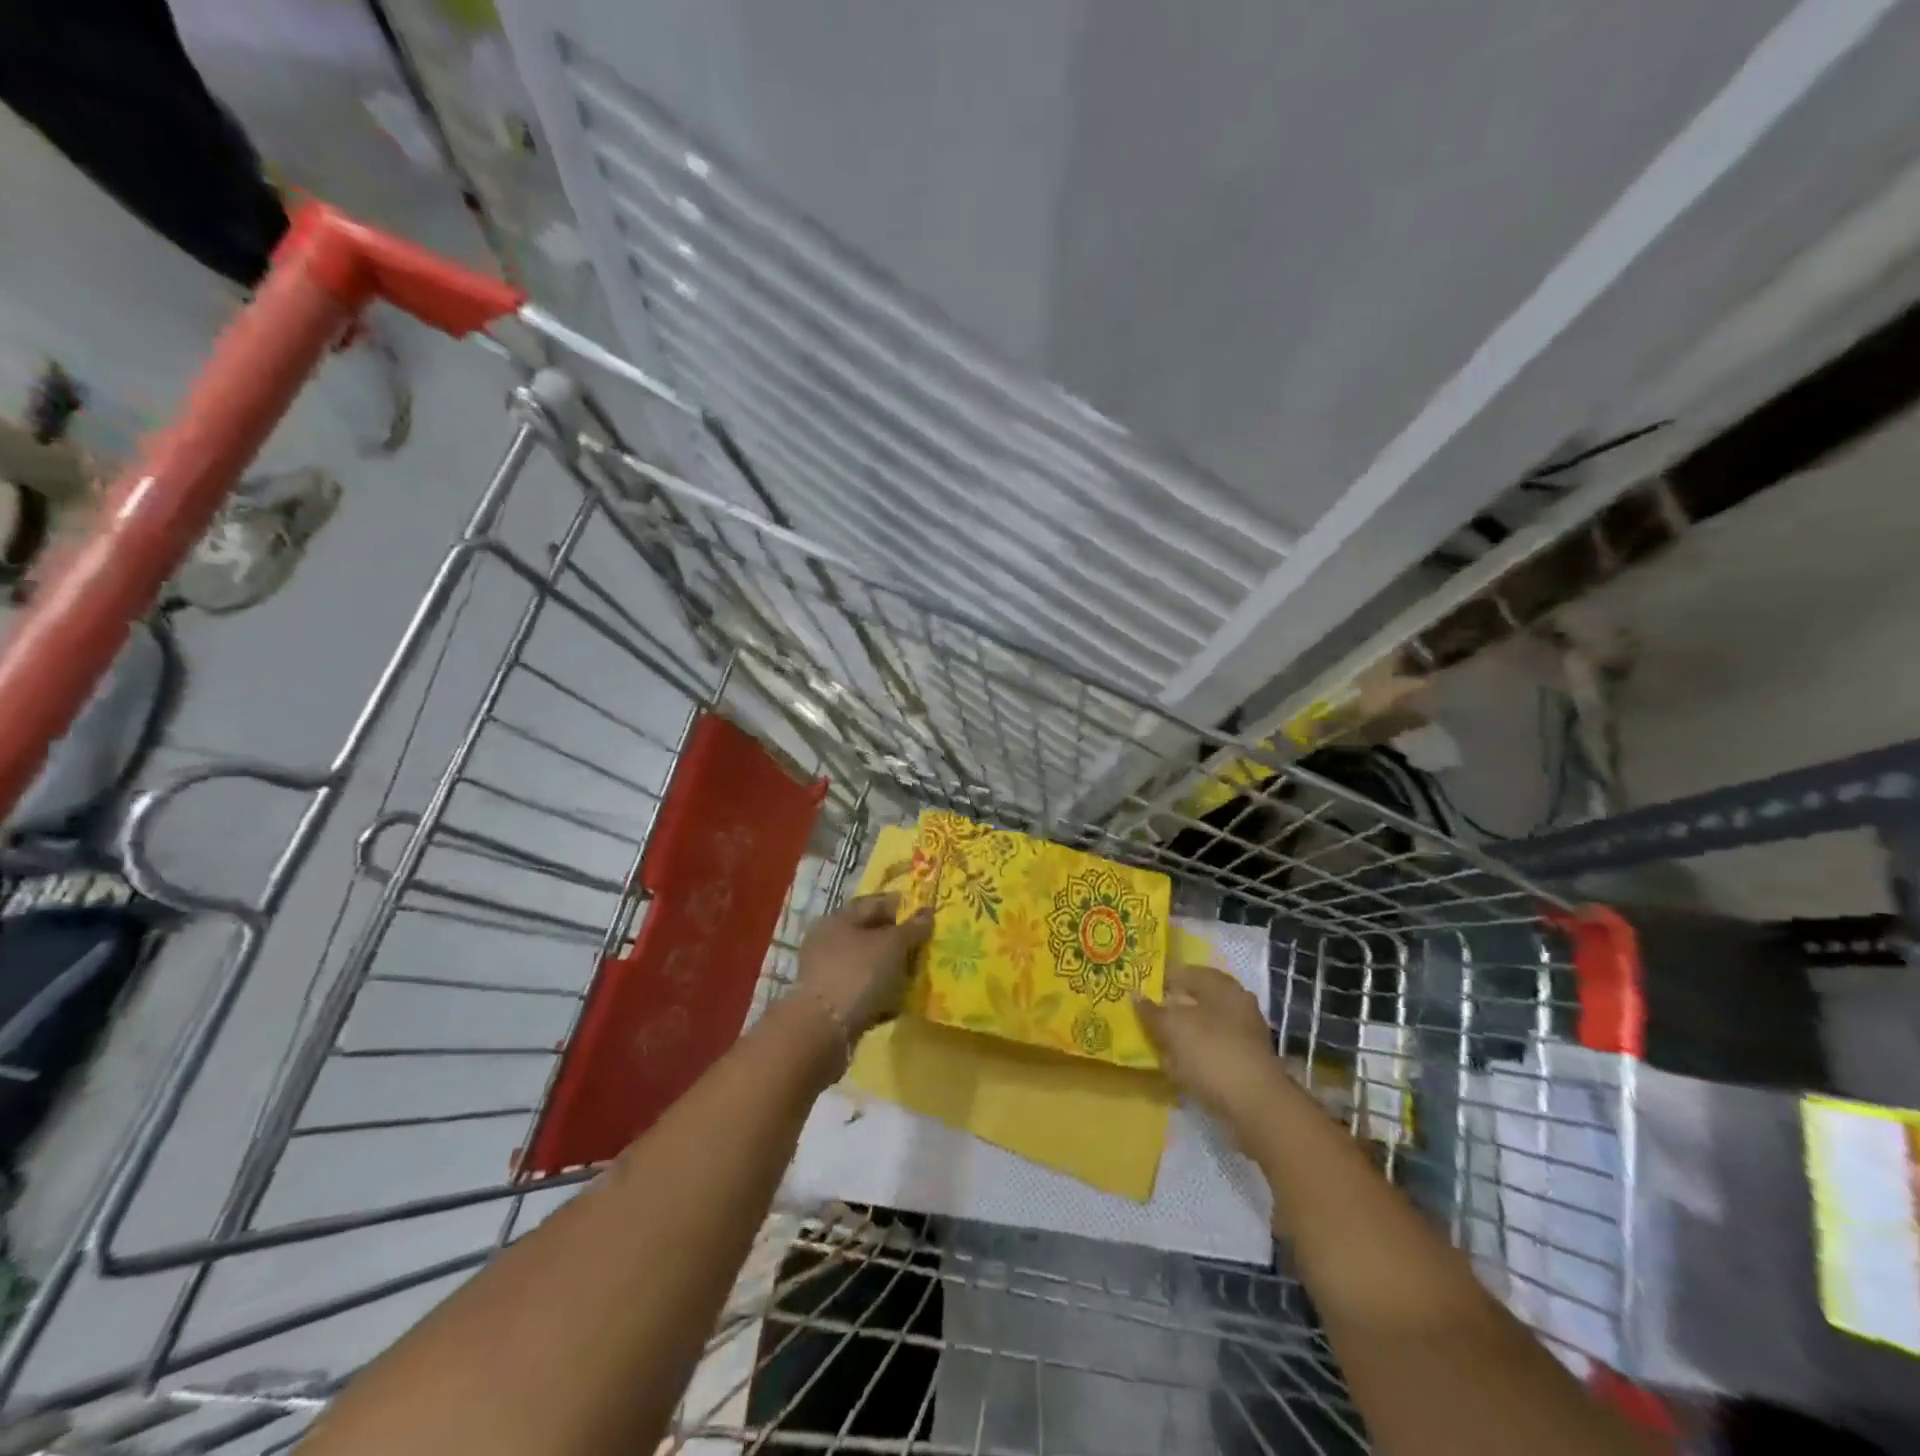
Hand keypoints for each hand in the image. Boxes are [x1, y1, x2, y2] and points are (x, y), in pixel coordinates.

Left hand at [795, 893, 934, 1037]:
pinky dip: (879, 994)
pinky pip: (861, 991)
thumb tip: (927, 913)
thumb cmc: (858, 974)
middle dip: (897, 940)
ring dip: (889, 969)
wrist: (822, 1030)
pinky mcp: (830, 1003)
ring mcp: (826, 973)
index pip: (873, 903)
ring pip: (866, 964)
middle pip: (869, 934)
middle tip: (924, 946)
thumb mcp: (892, 945)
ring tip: (915, 976)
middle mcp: (828, 941)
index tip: (925, 914)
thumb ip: (912, 928)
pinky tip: (898, 1002)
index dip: (900, 906)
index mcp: (838, 919)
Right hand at [1134, 963, 1277, 1123]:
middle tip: (1146, 1020)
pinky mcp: (1246, 1062)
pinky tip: (1178, 1069)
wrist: (1256, 1105)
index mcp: (1222, 985)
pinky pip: (1212, 1051)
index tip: (1139, 992)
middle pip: (1196, 1001)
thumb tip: (1135, 995)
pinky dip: (1195, 1056)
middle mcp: (1237, 1003)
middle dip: (1171, 1010)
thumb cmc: (1211, 1052)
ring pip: (1204, 1028)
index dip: (1161, 980)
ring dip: (1182, 1036)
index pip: (1185, 972)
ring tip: (1158, 1046)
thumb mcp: (1172, 1028)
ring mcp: (1245, 1034)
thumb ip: (1151, 1011)